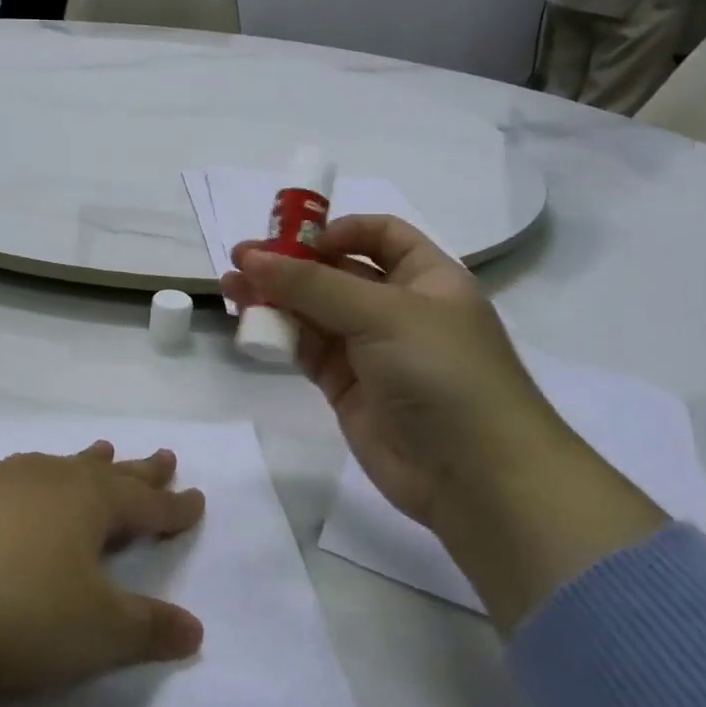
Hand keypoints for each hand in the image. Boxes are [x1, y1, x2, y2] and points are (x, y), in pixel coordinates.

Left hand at [0, 445, 205, 698]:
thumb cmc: (18, 611)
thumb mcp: (96, 632)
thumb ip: (147, 628)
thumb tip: (193, 627)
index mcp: (87, 501)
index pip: (145, 503)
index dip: (173, 506)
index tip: (196, 498)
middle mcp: (44, 480)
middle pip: (103, 472)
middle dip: (137, 470)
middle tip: (162, 456)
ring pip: (54, 468)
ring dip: (82, 466)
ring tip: (98, 453)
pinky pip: (10, 483)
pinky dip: (31, 485)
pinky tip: (17, 495)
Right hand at [225, 217, 559, 527]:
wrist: (475, 476)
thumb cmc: (442, 372)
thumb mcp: (381, 313)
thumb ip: (312, 284)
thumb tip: (251, 257)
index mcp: (426, 278)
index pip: (380, 235)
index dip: (338, 230)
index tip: (294, 238)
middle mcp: (397, 308)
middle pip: (336, 271)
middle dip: (290, 263)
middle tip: (241, 259)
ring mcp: (370, 349)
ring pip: (314, 311)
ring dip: (274, 296)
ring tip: (230, 287)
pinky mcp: (346, 386)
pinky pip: (306, 349)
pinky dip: (279, 335)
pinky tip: (249, 325)